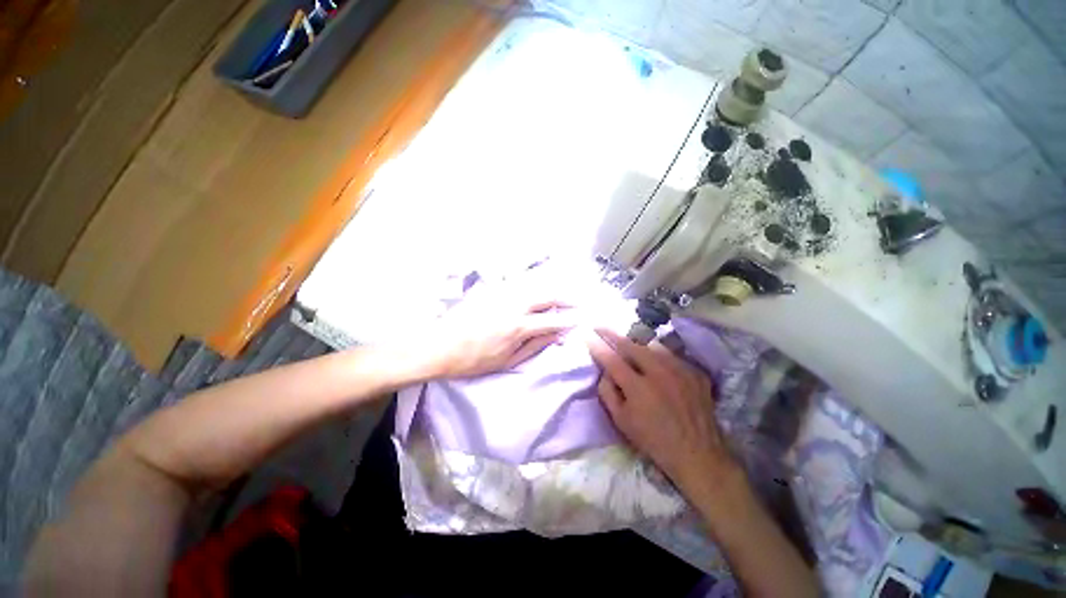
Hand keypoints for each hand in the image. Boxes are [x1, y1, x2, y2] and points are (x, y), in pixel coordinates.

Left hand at [415, 278, 576, 378]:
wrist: (440, 345)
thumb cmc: (474, 360)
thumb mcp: (507, 360)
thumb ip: (534, 346)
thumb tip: (556, 336)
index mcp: (518, 327)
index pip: (553, 320)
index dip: (569, 320)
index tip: (581, 319)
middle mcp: (513, 305)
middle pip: (547, 296)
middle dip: (566, 298)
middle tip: (578, 301)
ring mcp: (501, 293)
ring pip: (534, 285)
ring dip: (551, 288)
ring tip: (563, 292)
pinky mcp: (490, 288)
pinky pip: (517, 282)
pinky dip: (532, 284)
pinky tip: (537, 286)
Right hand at [586, 328, 735, 490]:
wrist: (697, 454)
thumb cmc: (653, 440)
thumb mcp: (621, 421)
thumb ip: (608, 393)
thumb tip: (605, 371)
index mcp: (638, 387)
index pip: (611, 359)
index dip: (597, 346)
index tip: (587, 335)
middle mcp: (659, 372)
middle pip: (631, 344)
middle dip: (612, 333)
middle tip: (600, 326)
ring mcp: (680, 370)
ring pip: (653, 345)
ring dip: (636, 341)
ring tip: (628, 341)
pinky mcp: (695, 373)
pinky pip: (672, 355)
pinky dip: (659, 355)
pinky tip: (655, 361)